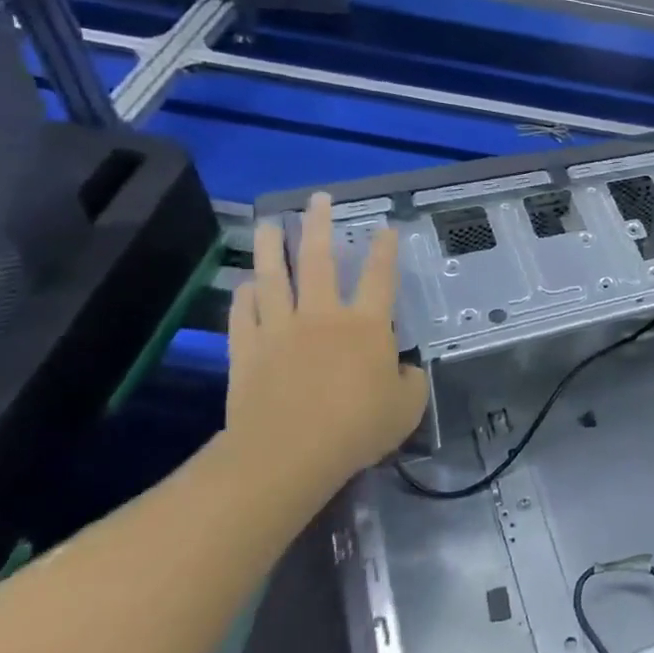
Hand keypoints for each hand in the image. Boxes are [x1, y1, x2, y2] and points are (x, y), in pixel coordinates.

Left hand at [225, 192, 428, 491]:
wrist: (289, 452)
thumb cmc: (358, 427)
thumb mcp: (407, 407)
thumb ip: (410, 382)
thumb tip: (403, 370)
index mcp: (367, 325)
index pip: (379, 277)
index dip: (384, 250)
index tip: (384, 227)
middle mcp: (323, 316)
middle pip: (319, 260)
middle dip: (319, 226)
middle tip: (318, 200)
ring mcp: (280, 329)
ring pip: (273, 277)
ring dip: (270, 247)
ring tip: (268, 224)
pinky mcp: (247, 350)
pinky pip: (244, 314)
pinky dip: (245, 296)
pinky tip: (246, 286)